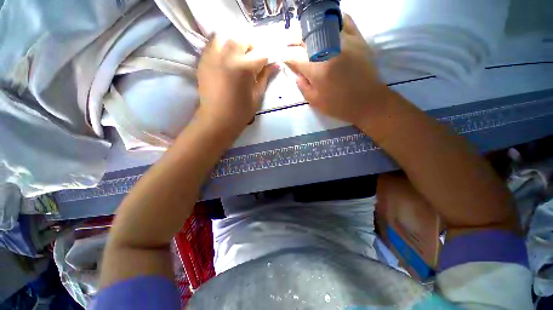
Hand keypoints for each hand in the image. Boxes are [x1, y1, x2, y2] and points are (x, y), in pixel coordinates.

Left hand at [197, 35, 278, 129]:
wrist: (217, 119)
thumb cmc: (240, 112)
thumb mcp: (257, 96)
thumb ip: (265, 77)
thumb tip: (276, 65)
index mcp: (244, 67)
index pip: (261, 53)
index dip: (266, 59)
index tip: (267, 65)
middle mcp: (227, 55)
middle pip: (243, 38)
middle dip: (251, 46)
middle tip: (253, 59)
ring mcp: (212, 56)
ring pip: (226, 35)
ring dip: (235, 42)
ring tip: (238, 55)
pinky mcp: (203, 60)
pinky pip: (212, 43)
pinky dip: (221, 45)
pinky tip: (226, 58)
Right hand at [285, 14, 391, 125]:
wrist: (367, 101)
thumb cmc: (339, 105)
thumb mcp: (315, 101)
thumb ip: (302, 86)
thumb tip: (296, 73)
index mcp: (317, 69)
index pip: (294, 56)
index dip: (286, 56)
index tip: (283, 57)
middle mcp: (328, 49)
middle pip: (305, 37)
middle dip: (293, 40)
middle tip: (290, 45)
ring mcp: (344, 40)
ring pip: (321, 24)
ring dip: (309, 29)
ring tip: (306, 37)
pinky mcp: (358, 38)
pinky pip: (343, 20)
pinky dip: (332, 20)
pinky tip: (327, 27)